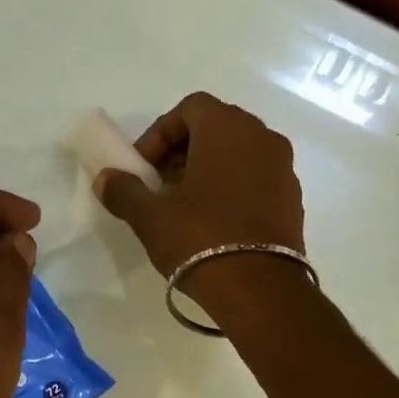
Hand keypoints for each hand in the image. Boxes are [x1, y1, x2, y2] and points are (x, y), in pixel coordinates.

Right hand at [94, 95, 305, 311]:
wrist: (259, 289)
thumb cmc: (200, 239)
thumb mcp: (150, 216)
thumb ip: (124, 191)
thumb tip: (105, 179)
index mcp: (228, 128)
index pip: (189, 108)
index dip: (159, 134)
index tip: (143, 168)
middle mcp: (262, 137)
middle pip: (216, 127)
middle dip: (182, 151)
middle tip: (160, 185)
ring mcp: (283, 168)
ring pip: (238, 154)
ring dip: (208, 170)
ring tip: (185, 207)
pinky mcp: (293, 199)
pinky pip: (256, 179)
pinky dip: (233, 188)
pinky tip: (214, 223)